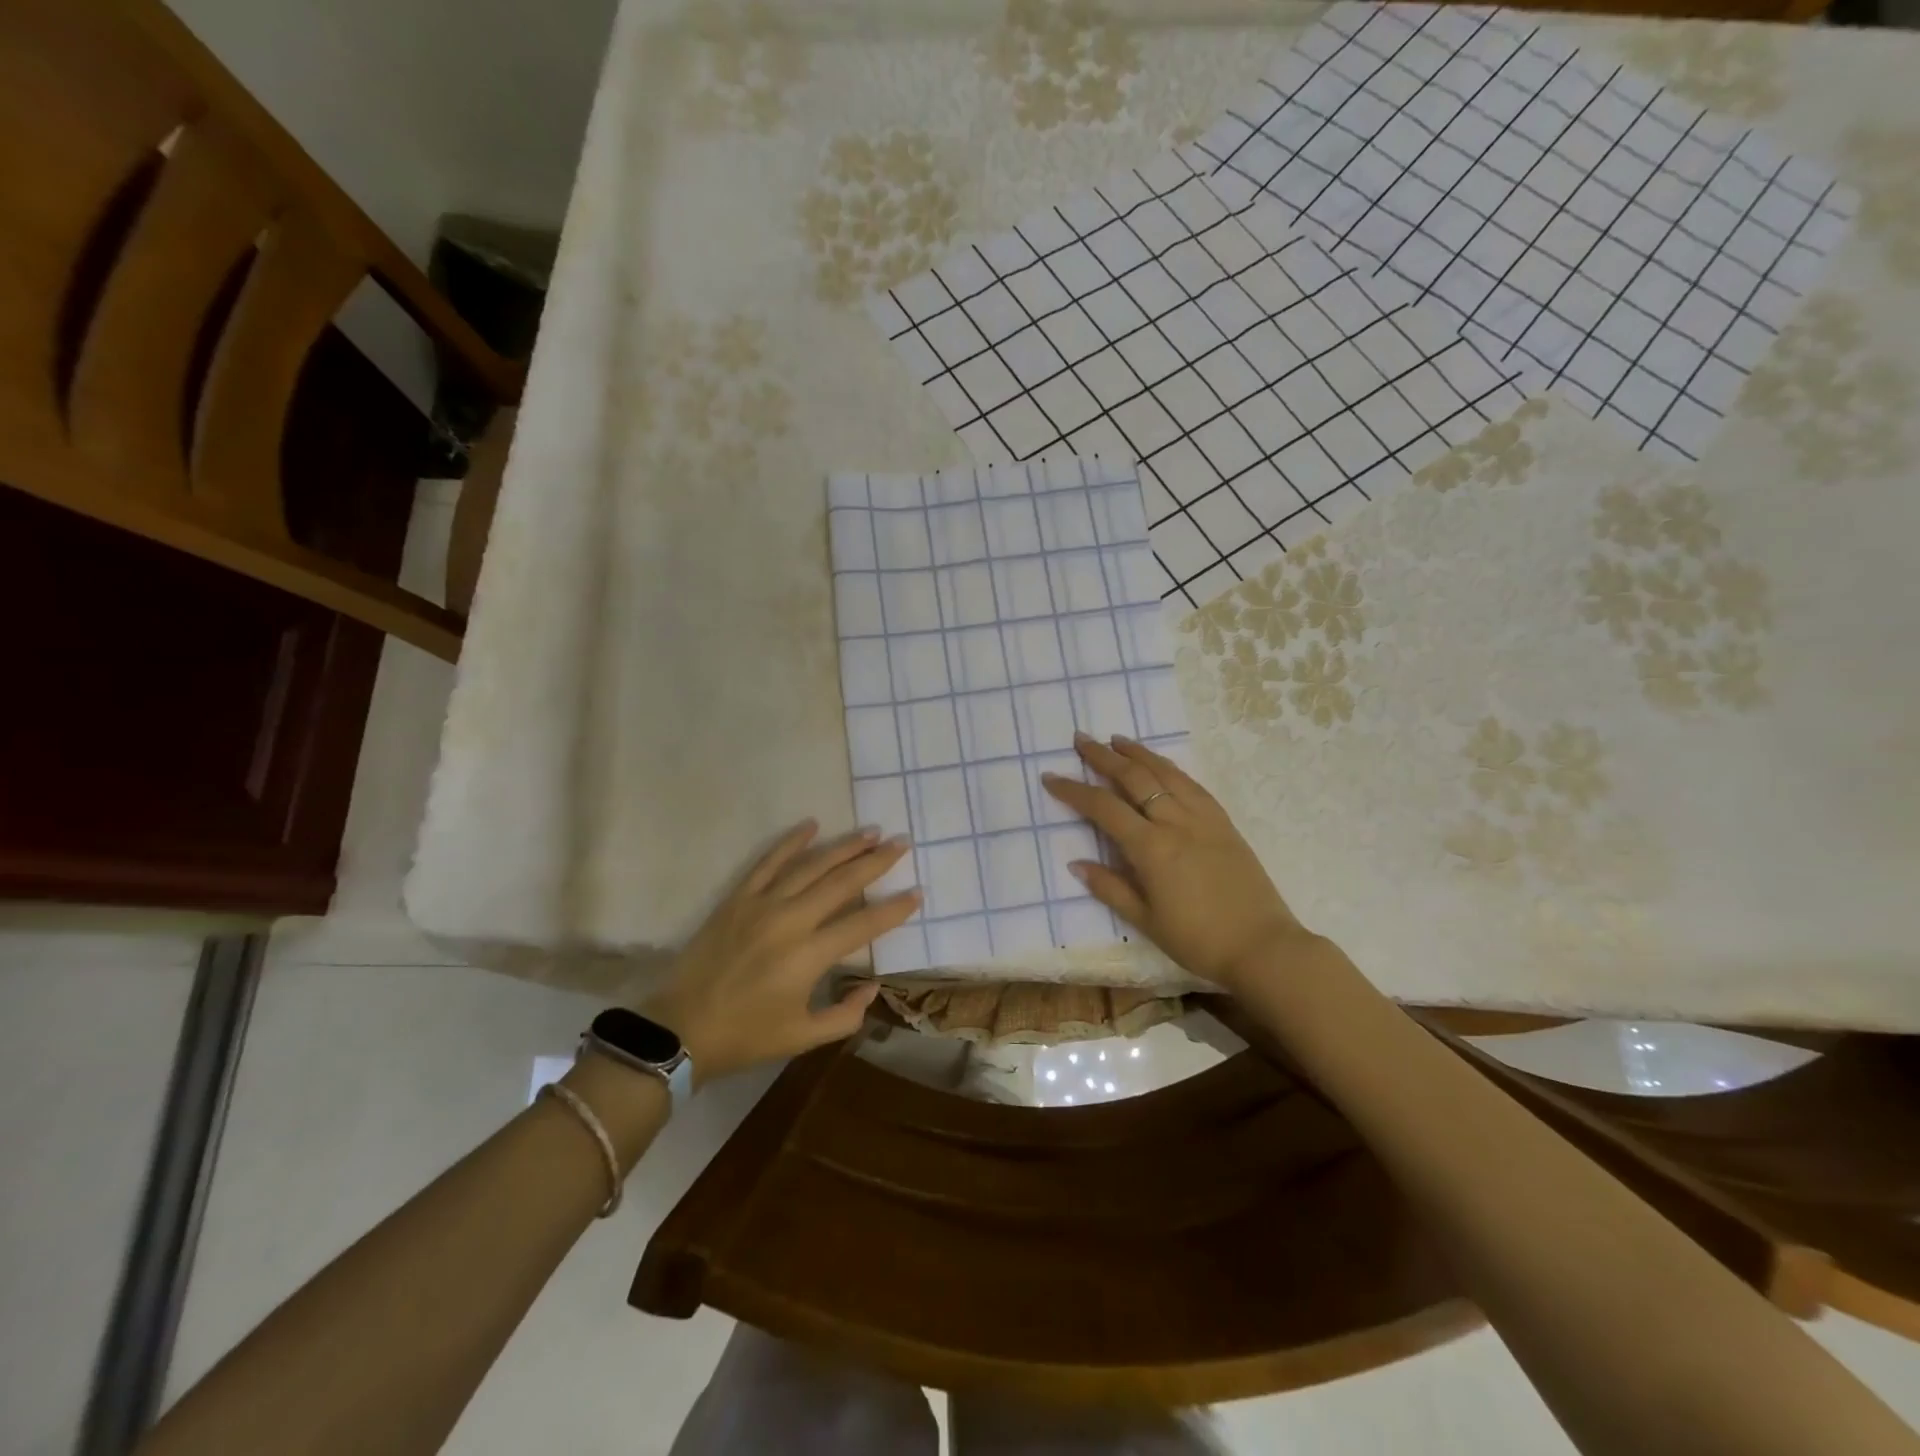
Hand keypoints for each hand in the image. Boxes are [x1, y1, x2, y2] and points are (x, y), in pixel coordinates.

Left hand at [640, 821, 917, 1083]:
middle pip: (841, 882)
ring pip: (810, 865)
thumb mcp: (802, 1037)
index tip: (917, 893)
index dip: (894, 909)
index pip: (863, 924)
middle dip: (875, 862)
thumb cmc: (746, 1035)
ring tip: (870, 832)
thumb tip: (873, 986)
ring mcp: (761, 904)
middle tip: (900, 844)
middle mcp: (790, 921)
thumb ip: (845, 1014)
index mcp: (809, 957)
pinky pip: (768, 862)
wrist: (680, 1028)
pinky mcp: (738, 898)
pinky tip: (811, 825)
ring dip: (843, 847)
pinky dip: (791, 842)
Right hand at [1042, 734, 1311, 992]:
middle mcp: (1175, 822)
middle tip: (1081, 739)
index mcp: (1151, 847)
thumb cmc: (1198, 940)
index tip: (1051, 777)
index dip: (1074, 790)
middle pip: (1134, 777)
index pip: (1103, 808)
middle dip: (1103, 757)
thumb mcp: (1146, 921)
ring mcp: (1203, 818)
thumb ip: (1110, 888)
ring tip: (1117, 740)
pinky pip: (1192, 784)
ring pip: (1165, 773)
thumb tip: (1076, 864)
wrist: (1262, 946)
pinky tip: (1161, 765)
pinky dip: (1170, 768)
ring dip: (1138, 753)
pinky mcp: (1223, 822)